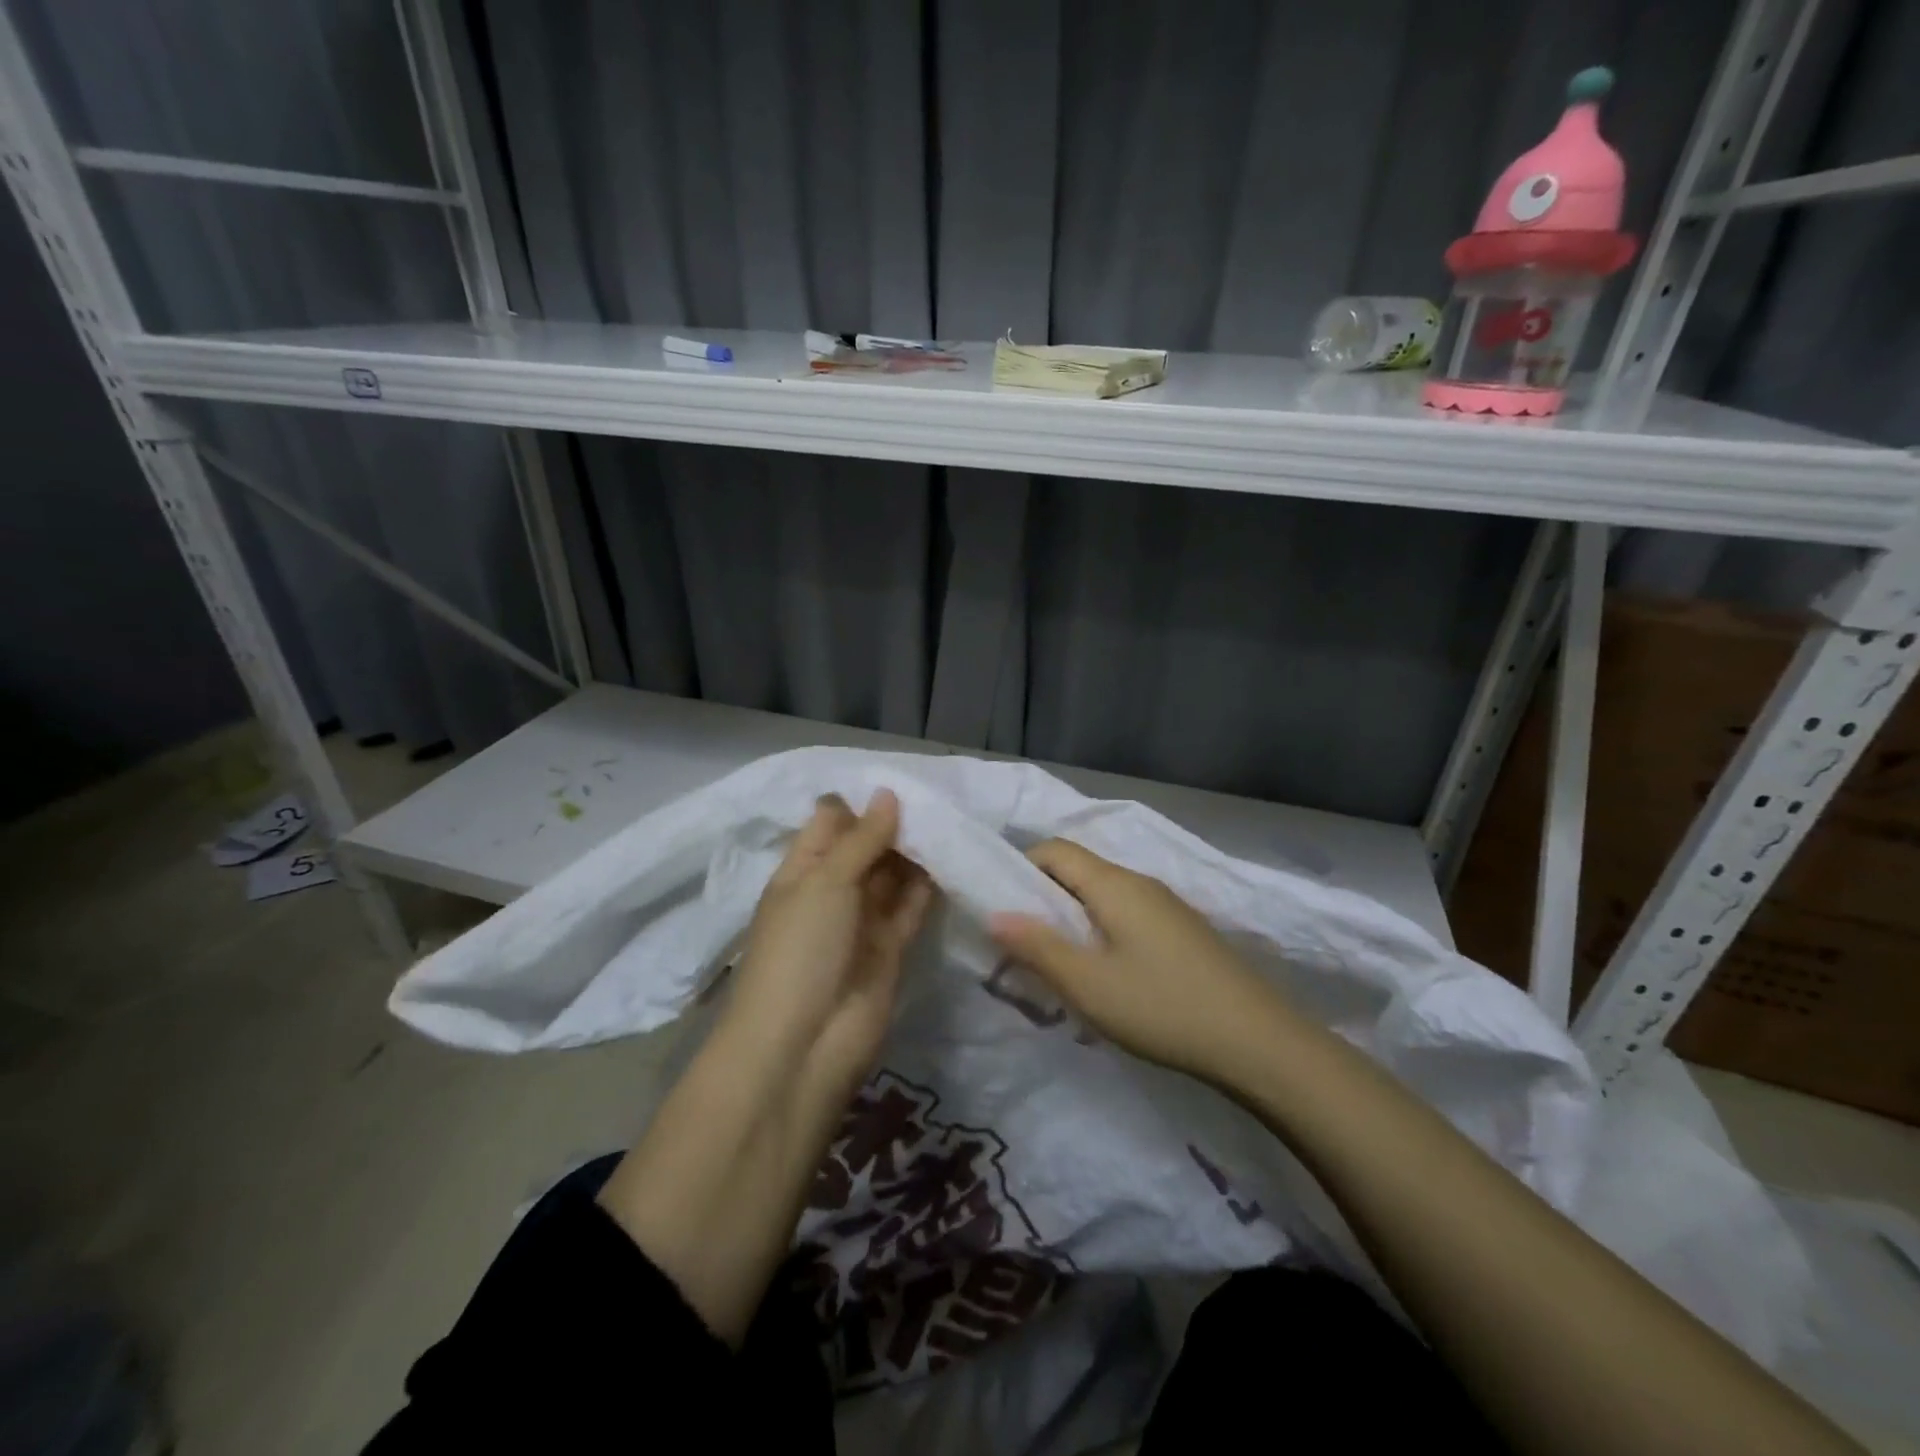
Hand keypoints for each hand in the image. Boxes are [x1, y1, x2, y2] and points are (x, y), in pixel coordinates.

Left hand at [721, 789, 933, 1091]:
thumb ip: (861, 839)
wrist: (804, 1045)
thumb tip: (888, 793)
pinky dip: (930, 887)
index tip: (903, 777)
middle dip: (897, 824)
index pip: (831, 823)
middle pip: (866, 847)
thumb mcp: (824, 883)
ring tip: (954, 819)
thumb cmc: (801, 950)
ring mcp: (862, 922)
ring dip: (917, 853)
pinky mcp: (891, 949)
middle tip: (941, 795)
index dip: (862, 802)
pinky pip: (912, 909)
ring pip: (893, 876)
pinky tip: (955, 859)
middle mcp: (831, 892)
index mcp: (802, 871)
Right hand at [990, 839, 1286, 1077]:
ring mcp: (1167, 907)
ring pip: (1103, 898)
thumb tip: (995, 914)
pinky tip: (1107, 979)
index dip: (1020, 869)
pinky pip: (1127, 918)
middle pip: (1078, 872)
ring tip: (1060, 968)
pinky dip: (1102, 935)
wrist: (1258, 1042)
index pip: (1054, 850)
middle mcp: (1140, 882)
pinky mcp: (1183, 933)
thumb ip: (1037, 946)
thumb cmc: (1162, 1007)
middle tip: (1023, 947)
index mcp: (1113, 884)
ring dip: (1073, 922)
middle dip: (1043, 901)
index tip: (1001, 909)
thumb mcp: (1087, 983)